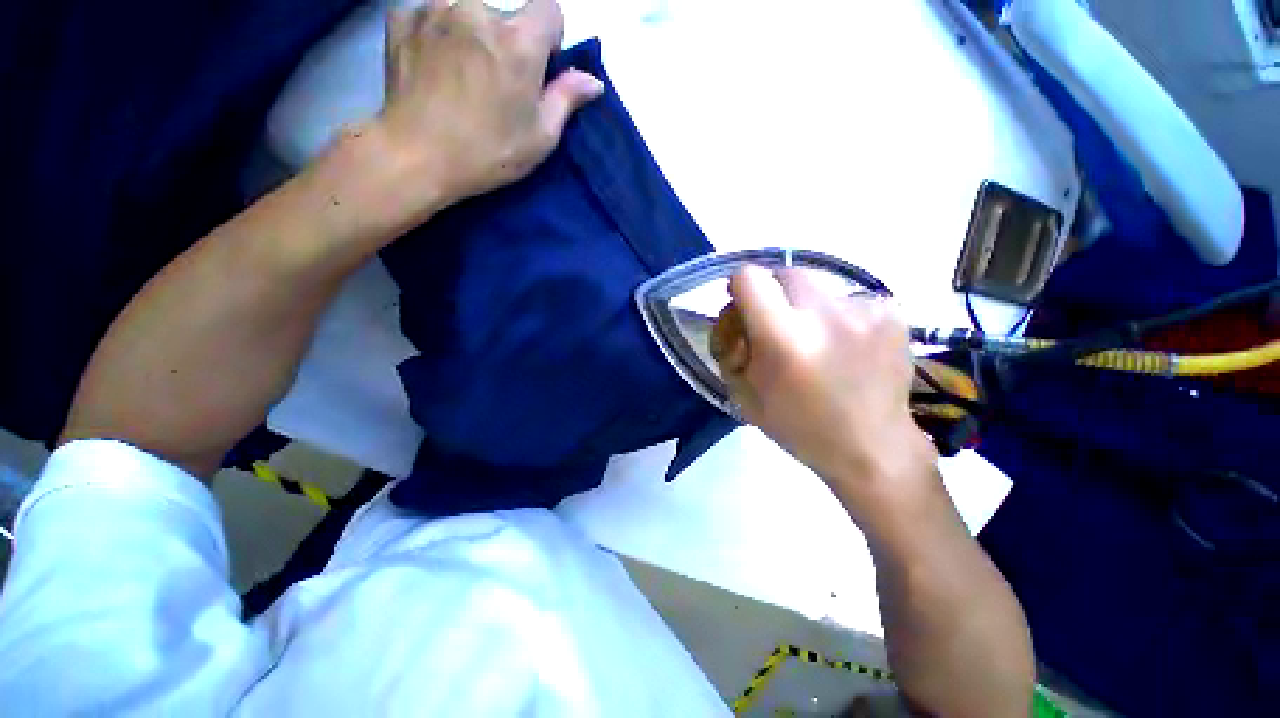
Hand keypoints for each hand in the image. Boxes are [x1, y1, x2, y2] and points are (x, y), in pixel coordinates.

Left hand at [371, 0, 602, 224]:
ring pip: (468, 8)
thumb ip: (566, 99)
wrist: (416, 156)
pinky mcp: (402, 16)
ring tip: (462, 72)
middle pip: (506, 11)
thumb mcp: (540, 137)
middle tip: (496, 80)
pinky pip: (431, 10)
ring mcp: (435, 7)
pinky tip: (433, 62)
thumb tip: (592, 81)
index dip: (549, 37)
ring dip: (473, 31)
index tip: (539, 67)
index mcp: (518, 40)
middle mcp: (477, 9)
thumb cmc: (488, 152)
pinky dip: (437, 30)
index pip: (550, 8)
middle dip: (509, 39)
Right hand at [713, 267, 936, 511]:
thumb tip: (735, 314)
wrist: (872, 448)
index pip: (749, 278)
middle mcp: (824, 314)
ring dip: (809, 307)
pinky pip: (849, 299)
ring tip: (819, 343)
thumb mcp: (743, 392)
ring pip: (819, 286)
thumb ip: (729, 347)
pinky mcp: (893, 313)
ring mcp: (864, 310)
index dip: (740, 288)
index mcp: (782, 338)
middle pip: (786, 272)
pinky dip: (840, 316)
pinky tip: (847, 347)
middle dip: (775, 295)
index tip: (745, 306)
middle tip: (780, 326)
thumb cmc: (798, 426)